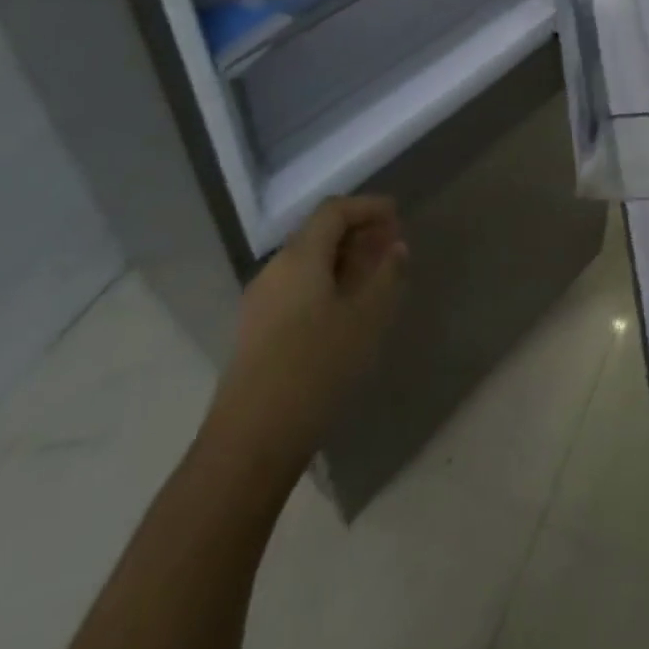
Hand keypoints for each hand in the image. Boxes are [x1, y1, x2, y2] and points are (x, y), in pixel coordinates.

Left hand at [204, 195, 405, 481]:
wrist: (250, 441)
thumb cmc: (317, 369)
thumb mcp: (367, 319)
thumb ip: (387, 276)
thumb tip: (396, 247)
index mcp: (300, 257)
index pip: (334, 210)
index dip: (368, 206)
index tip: (398, 216)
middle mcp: (275, 269)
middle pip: (318, 233)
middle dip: (358, 232)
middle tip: (392, 246)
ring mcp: (260, 301)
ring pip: (307, 262)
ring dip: (343, 260)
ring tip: (376, 278)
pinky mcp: (256, 331)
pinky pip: (297, 287)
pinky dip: (327, 283)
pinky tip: (346, 310)